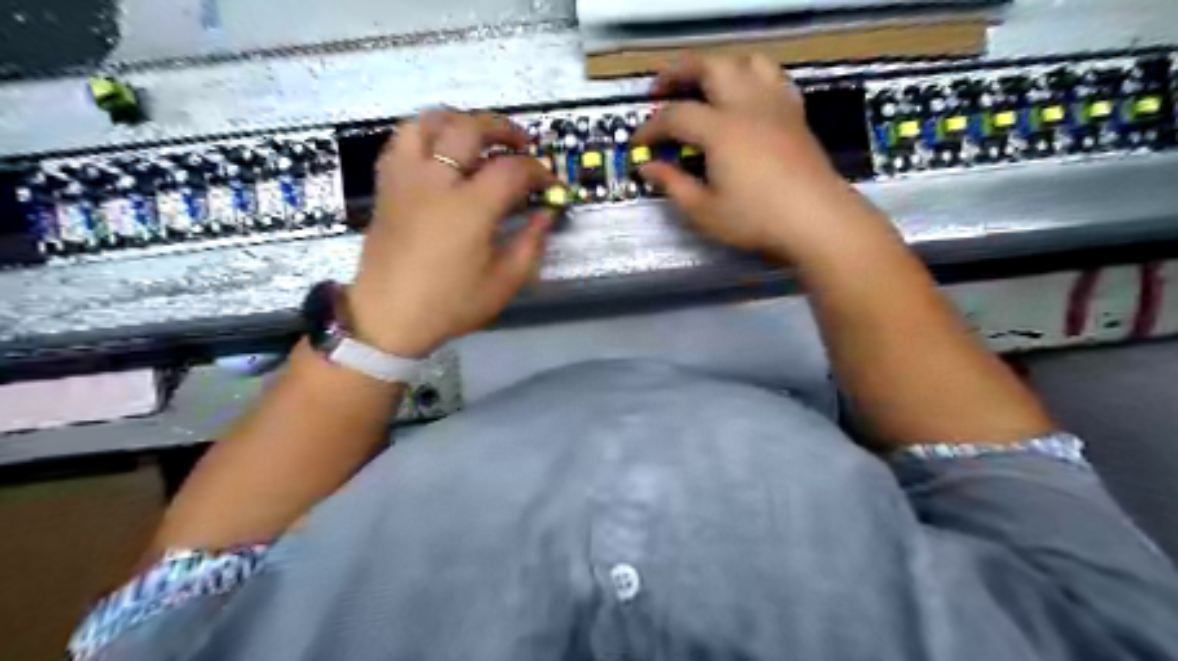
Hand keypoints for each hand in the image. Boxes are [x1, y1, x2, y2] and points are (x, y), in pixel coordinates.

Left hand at [347, 107, 554, 356]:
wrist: (388, 317)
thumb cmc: (450, 304)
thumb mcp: (503, 282)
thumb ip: (530, 242)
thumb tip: (545, 214)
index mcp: (469, 208)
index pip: (513, 169)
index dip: (539, 172)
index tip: (550, 184)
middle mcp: (436, 182)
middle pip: (470, 128)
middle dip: (503, 129)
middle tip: (522, 143)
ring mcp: (406, 179)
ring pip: (428, 122)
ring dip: (460, 120)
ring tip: (478, 134)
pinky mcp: (387, 185)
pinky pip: (402, 140)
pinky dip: (425, 133)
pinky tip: (440, 150)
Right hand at [635, 55, 873, 259]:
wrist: (816, 220)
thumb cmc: (756, 220)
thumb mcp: (704, 210)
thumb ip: (673, 185)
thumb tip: (647, 167)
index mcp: (721, 130)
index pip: (675, 116)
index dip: (651, 127)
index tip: (638, 142)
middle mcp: (746, 105)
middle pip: (710, 66)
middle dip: (678, 72)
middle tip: (659, 89)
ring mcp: (774, 105)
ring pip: (745, 62)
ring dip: (717, 65)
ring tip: (702, 82)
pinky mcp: (794, 114)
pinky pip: (773, 77)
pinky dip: (752, 76)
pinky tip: (745, 94)